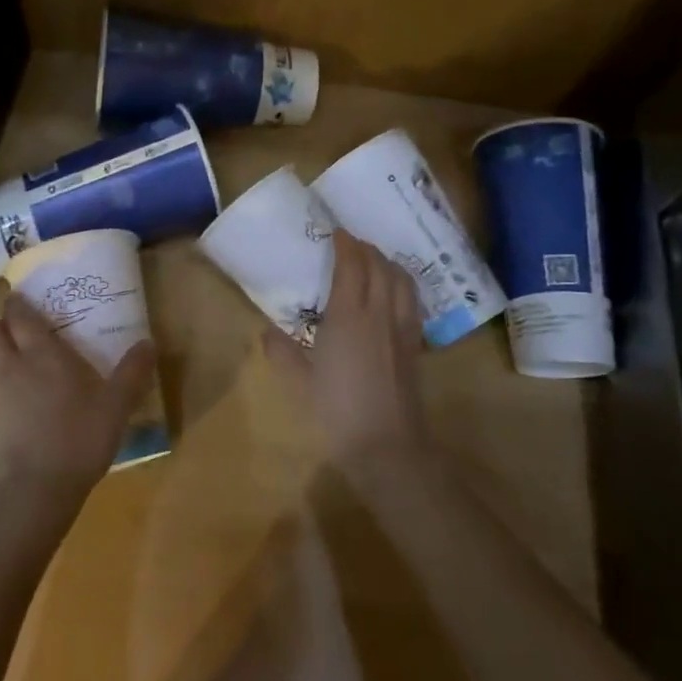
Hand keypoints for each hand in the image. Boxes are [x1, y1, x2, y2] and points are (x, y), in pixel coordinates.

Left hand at [0, 294, 157, 511]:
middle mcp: (10, 368)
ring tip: (11, 361)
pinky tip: (8, 404)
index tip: (22, 298)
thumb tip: (149, 344)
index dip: (18, 303)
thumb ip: (132, 373)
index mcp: (41, 355)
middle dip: (0, 324)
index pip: (19, 316)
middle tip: (17, 328)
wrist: (33, 492)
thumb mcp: (116, 407)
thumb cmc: (78, 440)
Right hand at [265, 230, 427, 460]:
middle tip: (351, 244)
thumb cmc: (336, 413)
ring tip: (375, 261)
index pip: (352, 266)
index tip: (336, 233)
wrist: (386, 448)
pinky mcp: (414, 346)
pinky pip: (412, 302)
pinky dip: (403, 286)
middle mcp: (379, 314)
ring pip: (402, 281)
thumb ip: (281, 352)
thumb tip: (266, 330)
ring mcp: (402, 329)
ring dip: (388, 263)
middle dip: (367, 249)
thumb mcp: (298, 383)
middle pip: (380, 267)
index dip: (346, 245)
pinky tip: (394, 294)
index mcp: (349, 316)